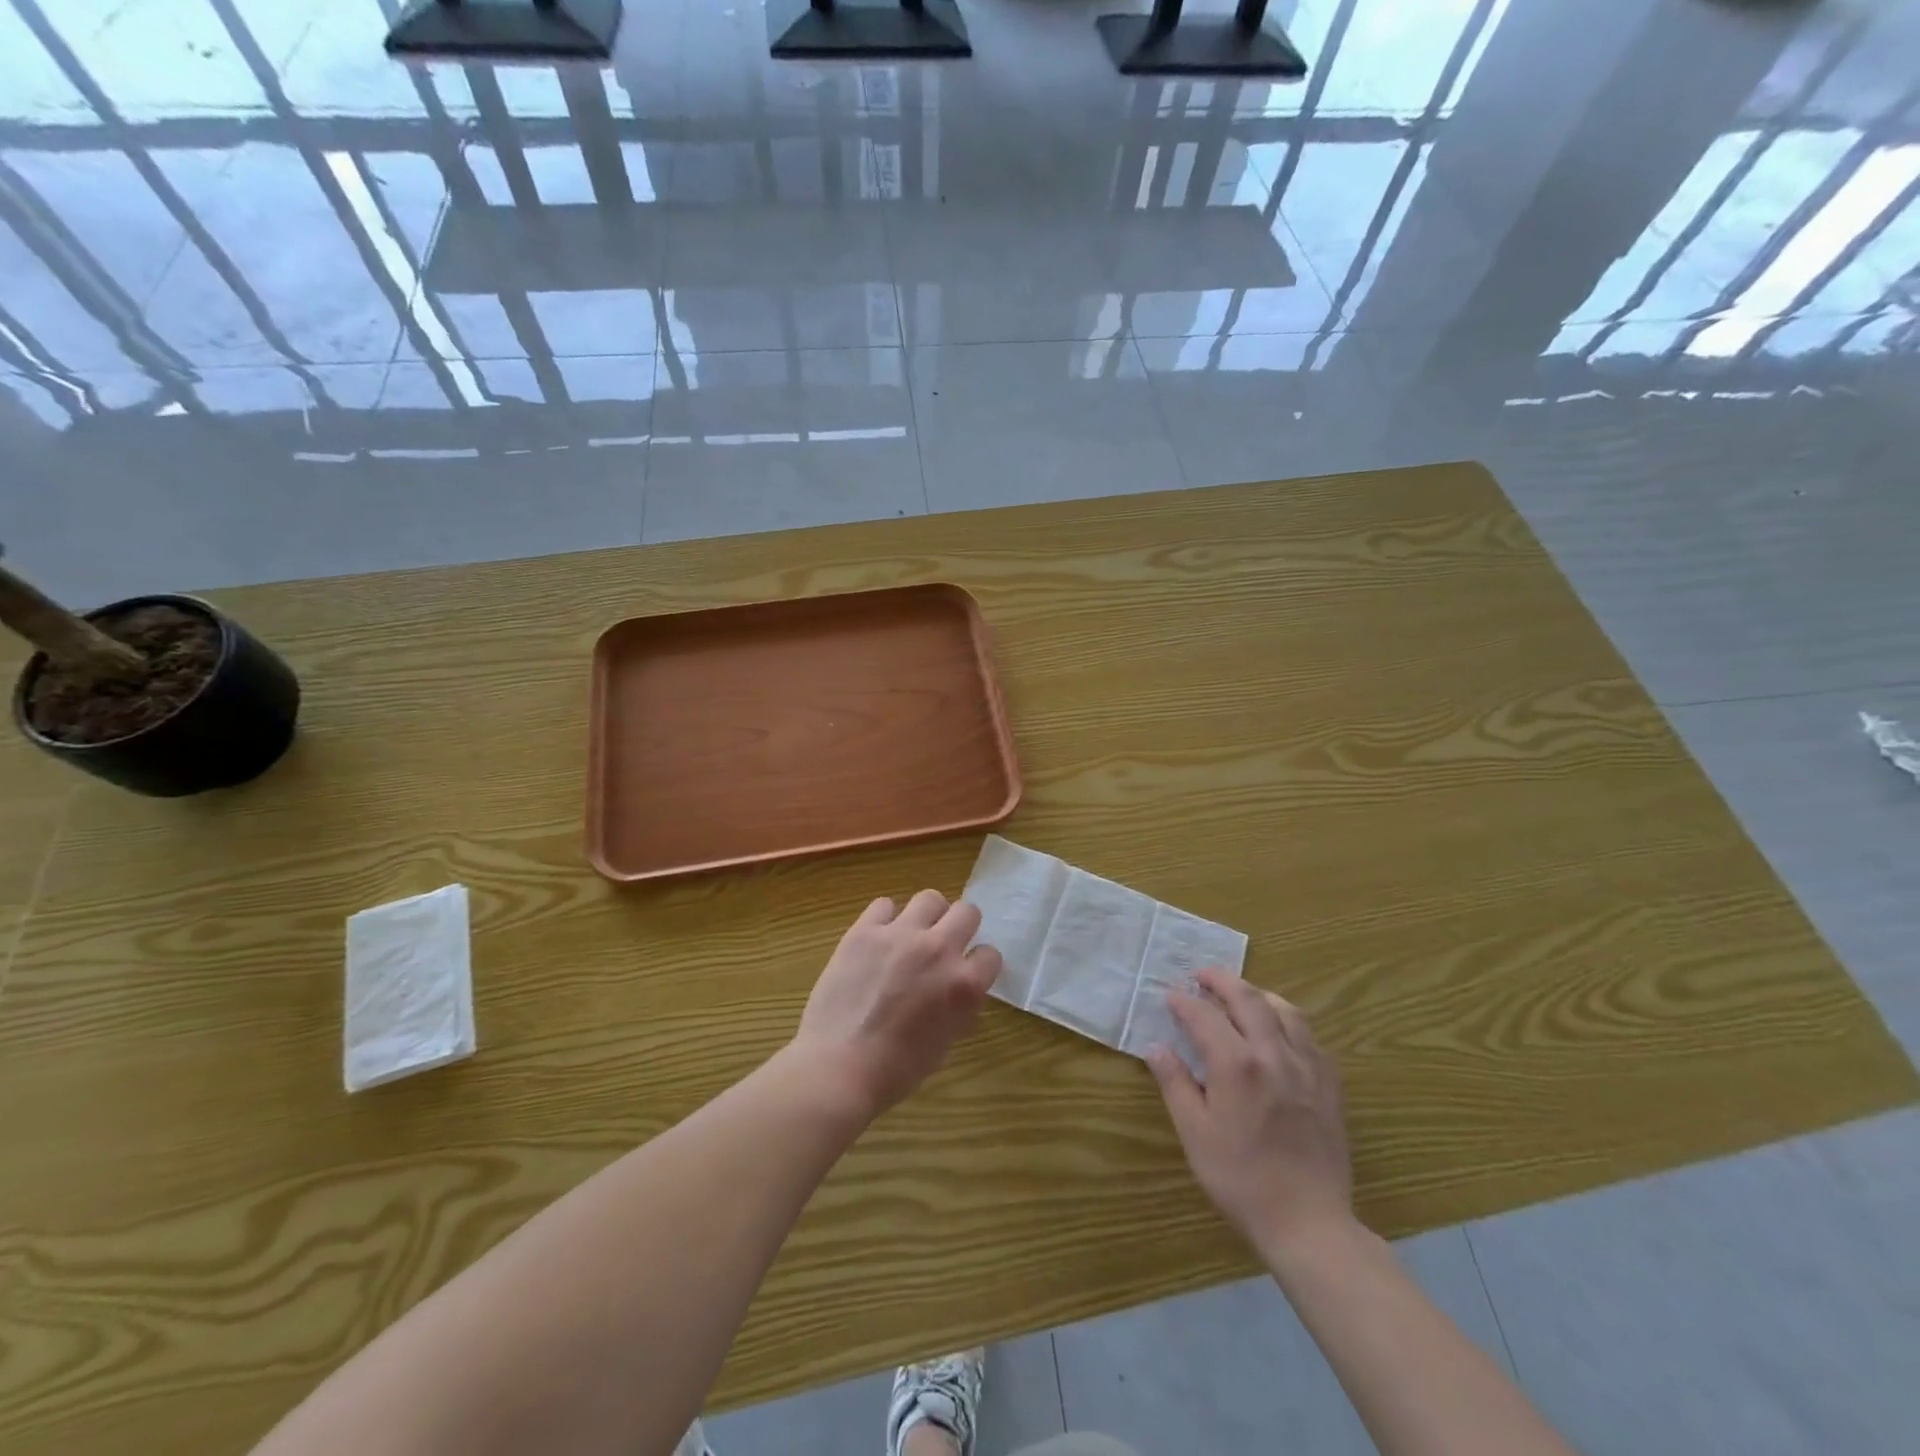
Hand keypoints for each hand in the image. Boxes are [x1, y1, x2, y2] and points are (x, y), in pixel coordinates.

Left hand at [791, 891, 1003, 1118]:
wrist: (838, 1067)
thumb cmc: (895, 1070)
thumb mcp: (944, 1044)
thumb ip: (958, 1009)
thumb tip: (957, 992)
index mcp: (964, 984)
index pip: (990, 954)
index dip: (978, 964)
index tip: (966, 972)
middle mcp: (938, 950)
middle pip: (967, 911)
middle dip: (961, 926)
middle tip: (944, 944)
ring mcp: (900, 935)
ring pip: (929, 898)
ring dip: (927, 915)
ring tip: (913, 934)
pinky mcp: (865, 930)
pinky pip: (884, 904)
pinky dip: (885, 918)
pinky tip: (878, 938)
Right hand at [1147, 968, 1353, 1262]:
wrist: (1308, 1222)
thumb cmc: (1241, 1179)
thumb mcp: (1195, 1134)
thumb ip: (1175, 1084)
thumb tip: (1156, 1047)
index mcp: (1237, 1065)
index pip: (1204, 1016)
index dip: (1184, 1002)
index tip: (1170, 996)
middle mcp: (1274, 1054)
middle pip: (1248, 998)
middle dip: (1221, 980)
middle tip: (1202, 975)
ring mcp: (1307, 1066)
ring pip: (1285, 1010)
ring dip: (1258, 994)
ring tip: (1240, 994)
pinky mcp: (1329, 1084)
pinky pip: (1309, 1036)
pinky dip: (1288, 1020)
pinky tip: (1279, 1031)